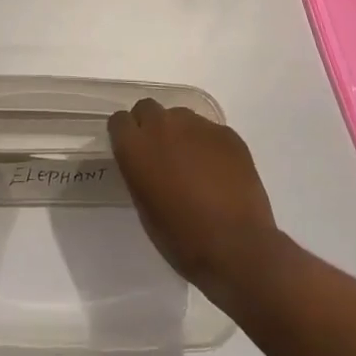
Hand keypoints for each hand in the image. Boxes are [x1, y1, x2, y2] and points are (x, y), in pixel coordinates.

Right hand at [109, 98, 282, 296]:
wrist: (236, 247)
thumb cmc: (182, 238)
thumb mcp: (145, 207)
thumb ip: (140, 173)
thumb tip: (147, 163)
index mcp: (136, 147)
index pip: (119, 121)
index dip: (125, 134)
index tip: (132, 150)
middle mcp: (163, 126)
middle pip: (148, 108)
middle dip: (150, 125)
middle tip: (161, 153)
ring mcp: (198, 126)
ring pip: (181, 116)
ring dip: (180, 133)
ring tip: (194, 163)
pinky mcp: (227, 133)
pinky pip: (210, 131)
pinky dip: (209, 145)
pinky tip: (219, 172)